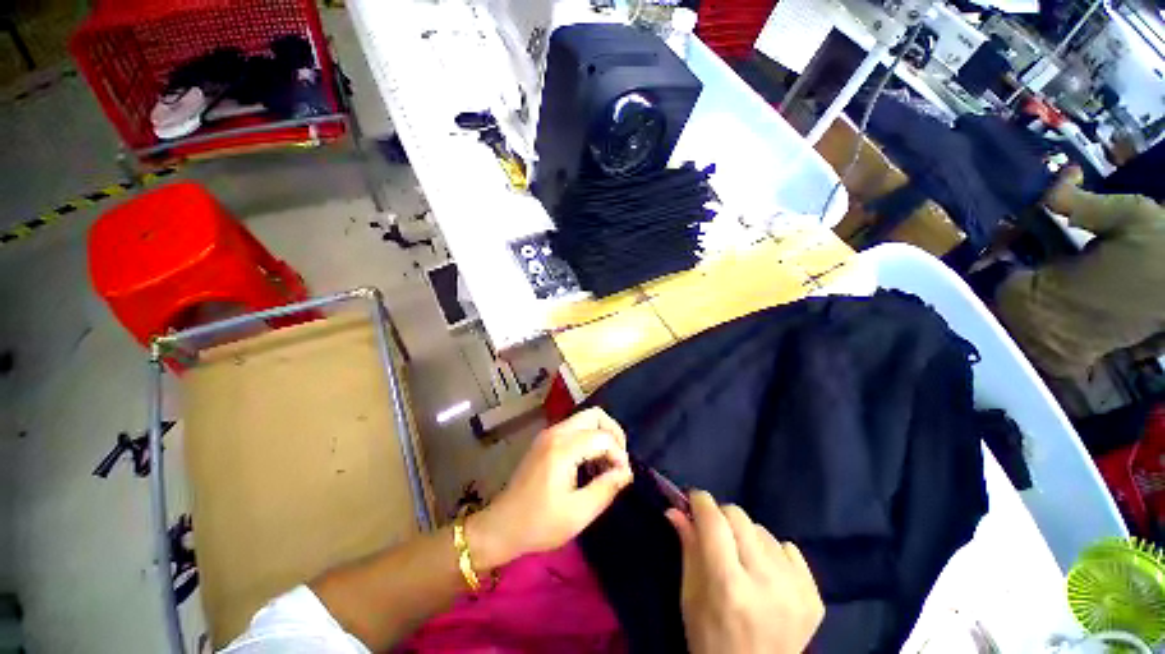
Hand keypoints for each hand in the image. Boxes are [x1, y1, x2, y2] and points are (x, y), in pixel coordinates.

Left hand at [468, 408, 632, 568]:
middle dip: (613, 433)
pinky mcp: (546, 439)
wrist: (502, 526)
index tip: (622, 478)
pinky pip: (575, 428)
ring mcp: (549, 433)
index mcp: (563, 448)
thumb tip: (626, 472)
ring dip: (601, 435)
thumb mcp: (578, 513)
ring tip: (607, 464)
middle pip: (595, 415)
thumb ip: (606, 488)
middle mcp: (556, 432)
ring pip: (585, 419)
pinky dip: (589, 439)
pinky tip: (591, 463)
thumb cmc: (540, 523)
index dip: (619, 455)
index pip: (603, 437)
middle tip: (619, 460)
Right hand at [667, 492, 823, 653]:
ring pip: (762, 530)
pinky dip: (773, 554)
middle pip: (739, 517)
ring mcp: (795, 590)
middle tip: (714, 534)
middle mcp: (765, 582)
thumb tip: (675, 509)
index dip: (700, 502)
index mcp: (727, 584)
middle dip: (721, 517)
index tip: (693, 499)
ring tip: (741, 560)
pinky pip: (789, 549)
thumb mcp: (690, 596)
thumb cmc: (710, 640)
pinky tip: (766, 575)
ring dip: (746, 537)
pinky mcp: (814, 597)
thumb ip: (687, 547)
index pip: (714, 520)